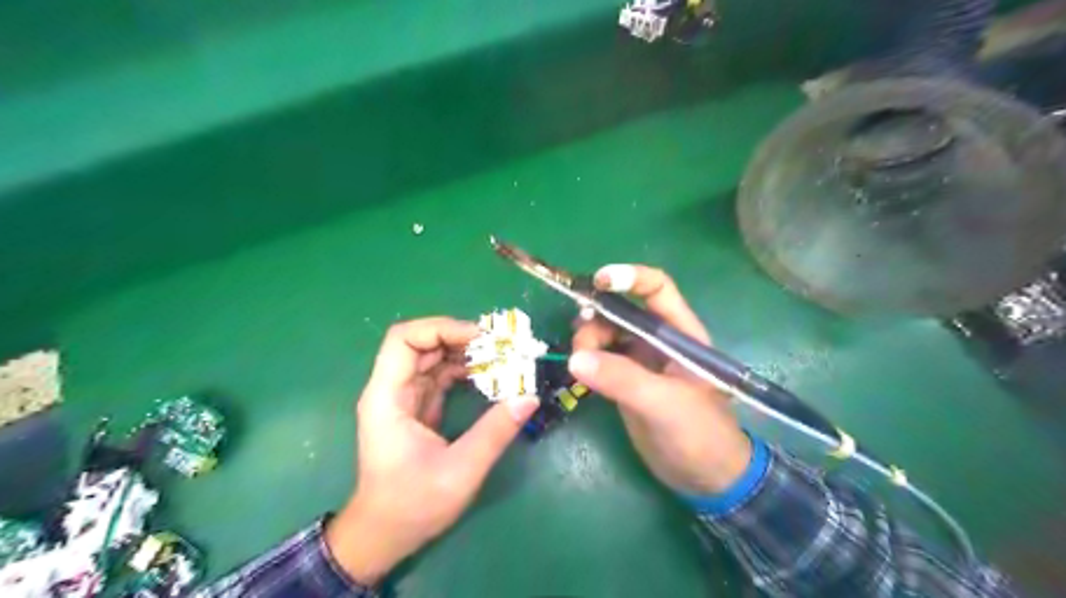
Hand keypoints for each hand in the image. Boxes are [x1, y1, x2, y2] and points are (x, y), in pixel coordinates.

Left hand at [328, 318, 542, 583]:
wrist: (383, 536)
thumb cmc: (412, 505)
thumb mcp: (460, 471)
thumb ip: (495, 432)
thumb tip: (529, 397)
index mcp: (387, 397)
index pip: (404, 339)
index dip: (441, 328)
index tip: (480, 337)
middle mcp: (392, 389)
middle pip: (422, 343)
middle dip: (461, 338)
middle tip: (501, 345)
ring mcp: (404, 398)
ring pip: (433, 357)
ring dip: (466, 353)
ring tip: (502, 356)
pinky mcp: (417, 408)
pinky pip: (440, 376)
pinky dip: (465, 371)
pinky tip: (490, 375)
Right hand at [569, 266, 751, 495]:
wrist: (705, 478)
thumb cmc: (700, 435)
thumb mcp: (665, 404)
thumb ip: (623, 379)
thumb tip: (575, 358)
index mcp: (680, 333)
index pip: (656, 289)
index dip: (629, 278)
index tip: (597, 283)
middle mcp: (658, 340)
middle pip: (620, 310)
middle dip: (596, 316)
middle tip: (580, 341)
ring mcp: (640, 360)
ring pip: (605, 333)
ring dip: (587, 339)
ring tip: (578, 363)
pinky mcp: (625, 381)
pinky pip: (599, 358)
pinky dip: (585, 359)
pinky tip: (577, 371)